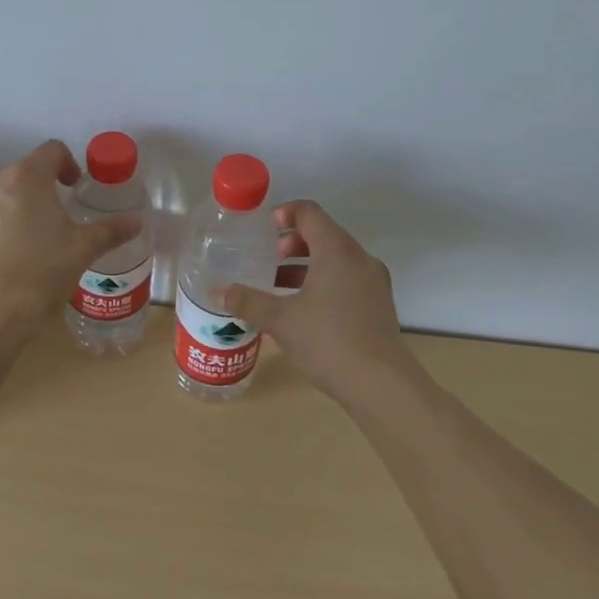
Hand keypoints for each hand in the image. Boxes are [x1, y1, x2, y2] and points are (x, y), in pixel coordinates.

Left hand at [0, 140, 141, 330]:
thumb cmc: (41, 271)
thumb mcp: (82, 249)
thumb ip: (110, 230)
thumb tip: (136, 222)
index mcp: (27, 176)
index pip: (52, 150)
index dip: (69, 164)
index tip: (75, 187)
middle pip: (26, 171)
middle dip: (45, 187)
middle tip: (60, 217)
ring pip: (4, 192)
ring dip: (22, 204)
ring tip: (36, 237)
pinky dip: (1, 222)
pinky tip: (12, 253)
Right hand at [223, 201, 411, 401]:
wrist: (382, 386)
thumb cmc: (329, 340)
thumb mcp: (280, 320)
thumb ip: (247, 301)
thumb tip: (216, 291)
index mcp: (337, 251)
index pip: (309, 213)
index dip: (284, 213)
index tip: (263, 228)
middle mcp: (360, 259)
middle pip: (324, 234)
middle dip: (293, 242)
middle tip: (269, 259)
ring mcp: (374, 282)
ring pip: (336, 259)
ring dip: (307, 264)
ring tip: (279, 285)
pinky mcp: (379, 305)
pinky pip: (347, 279)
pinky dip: (324, 281)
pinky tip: (304, 309)